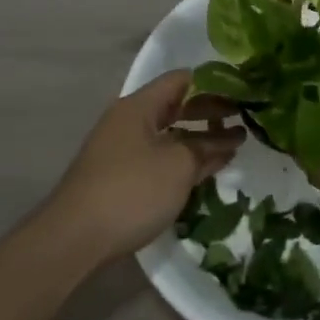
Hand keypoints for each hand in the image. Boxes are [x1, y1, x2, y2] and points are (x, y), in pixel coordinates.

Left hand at [47, 70, 244, 263]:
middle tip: (244, 120)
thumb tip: (228, 139)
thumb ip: (206, 147)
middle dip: (210, 113)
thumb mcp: (178, 165)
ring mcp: (123, 150)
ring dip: (199, 139)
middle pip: (176, 106)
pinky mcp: (121, 177)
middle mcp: (129, 121)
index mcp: (139, 106)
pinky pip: (160, 157)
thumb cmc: (131, 190)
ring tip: (233, 147)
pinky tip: (206, 170)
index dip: (214, 84)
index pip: (181, 80)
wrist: (75, 238)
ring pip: (169, 134)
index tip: (243, 92)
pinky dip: (183, 159)